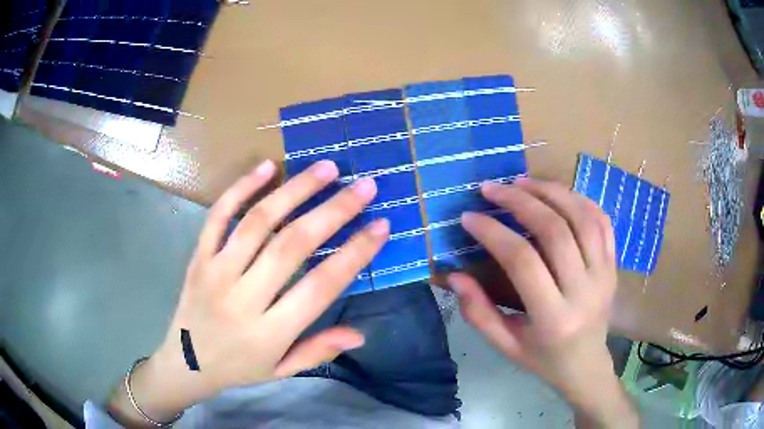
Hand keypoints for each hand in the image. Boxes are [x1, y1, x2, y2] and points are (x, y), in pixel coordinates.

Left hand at [108, 160, 388, 425]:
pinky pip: (218, 216)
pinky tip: (266, 167)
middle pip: (292, 245)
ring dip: (295, 190)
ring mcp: (216, 272)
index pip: (321, 286)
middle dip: (334, 211)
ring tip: (326, 168)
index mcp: (270, 332)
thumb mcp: (281, 370)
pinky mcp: (198, 257)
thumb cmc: (238, 368)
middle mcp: (243, 298)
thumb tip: (360, 334)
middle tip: (363, 186)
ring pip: (258, 222)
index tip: (380, 226)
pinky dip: (241, 188)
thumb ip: (319, 350)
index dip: (355, 253)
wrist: (185, 363)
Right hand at [450, 179, 636, 427]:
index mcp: (553, 318)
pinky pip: (602, 221)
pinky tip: (557, 193)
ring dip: (551, 192)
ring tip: (522, 181)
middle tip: (492, 188)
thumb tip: (454, 275)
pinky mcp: (613, 265)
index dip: (493, 233)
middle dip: (520, 201)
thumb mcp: (505, 346)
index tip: (469, 216)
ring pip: (582, 218)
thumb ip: (478, 313)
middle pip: (555, 230)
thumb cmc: (543, 359)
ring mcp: (604, 274)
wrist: (586, 366)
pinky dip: (580, 200)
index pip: (523, 261)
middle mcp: (584, 291)